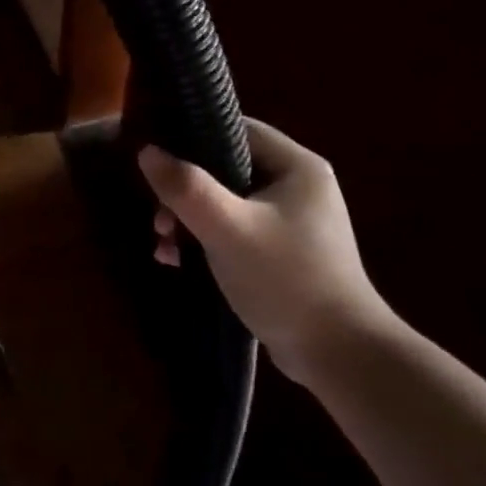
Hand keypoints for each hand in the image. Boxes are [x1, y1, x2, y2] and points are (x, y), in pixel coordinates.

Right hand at [138, 118, 395, 384]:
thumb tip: (146, 151)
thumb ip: (185, 187)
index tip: (156, 156)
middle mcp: (297, 186)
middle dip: (184, 191)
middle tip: (159, 218)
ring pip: (225, 201)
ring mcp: (291, 221)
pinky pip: (233, 229)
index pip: (237, 129)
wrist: (339, 356)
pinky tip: (178, 261)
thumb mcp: (227, 229)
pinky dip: (204, 240)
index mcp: (297, 166)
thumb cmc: (286, 280)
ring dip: (188, 218)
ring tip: (164, 245)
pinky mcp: (281, 252)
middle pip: (225, 168)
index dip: (193, 136)